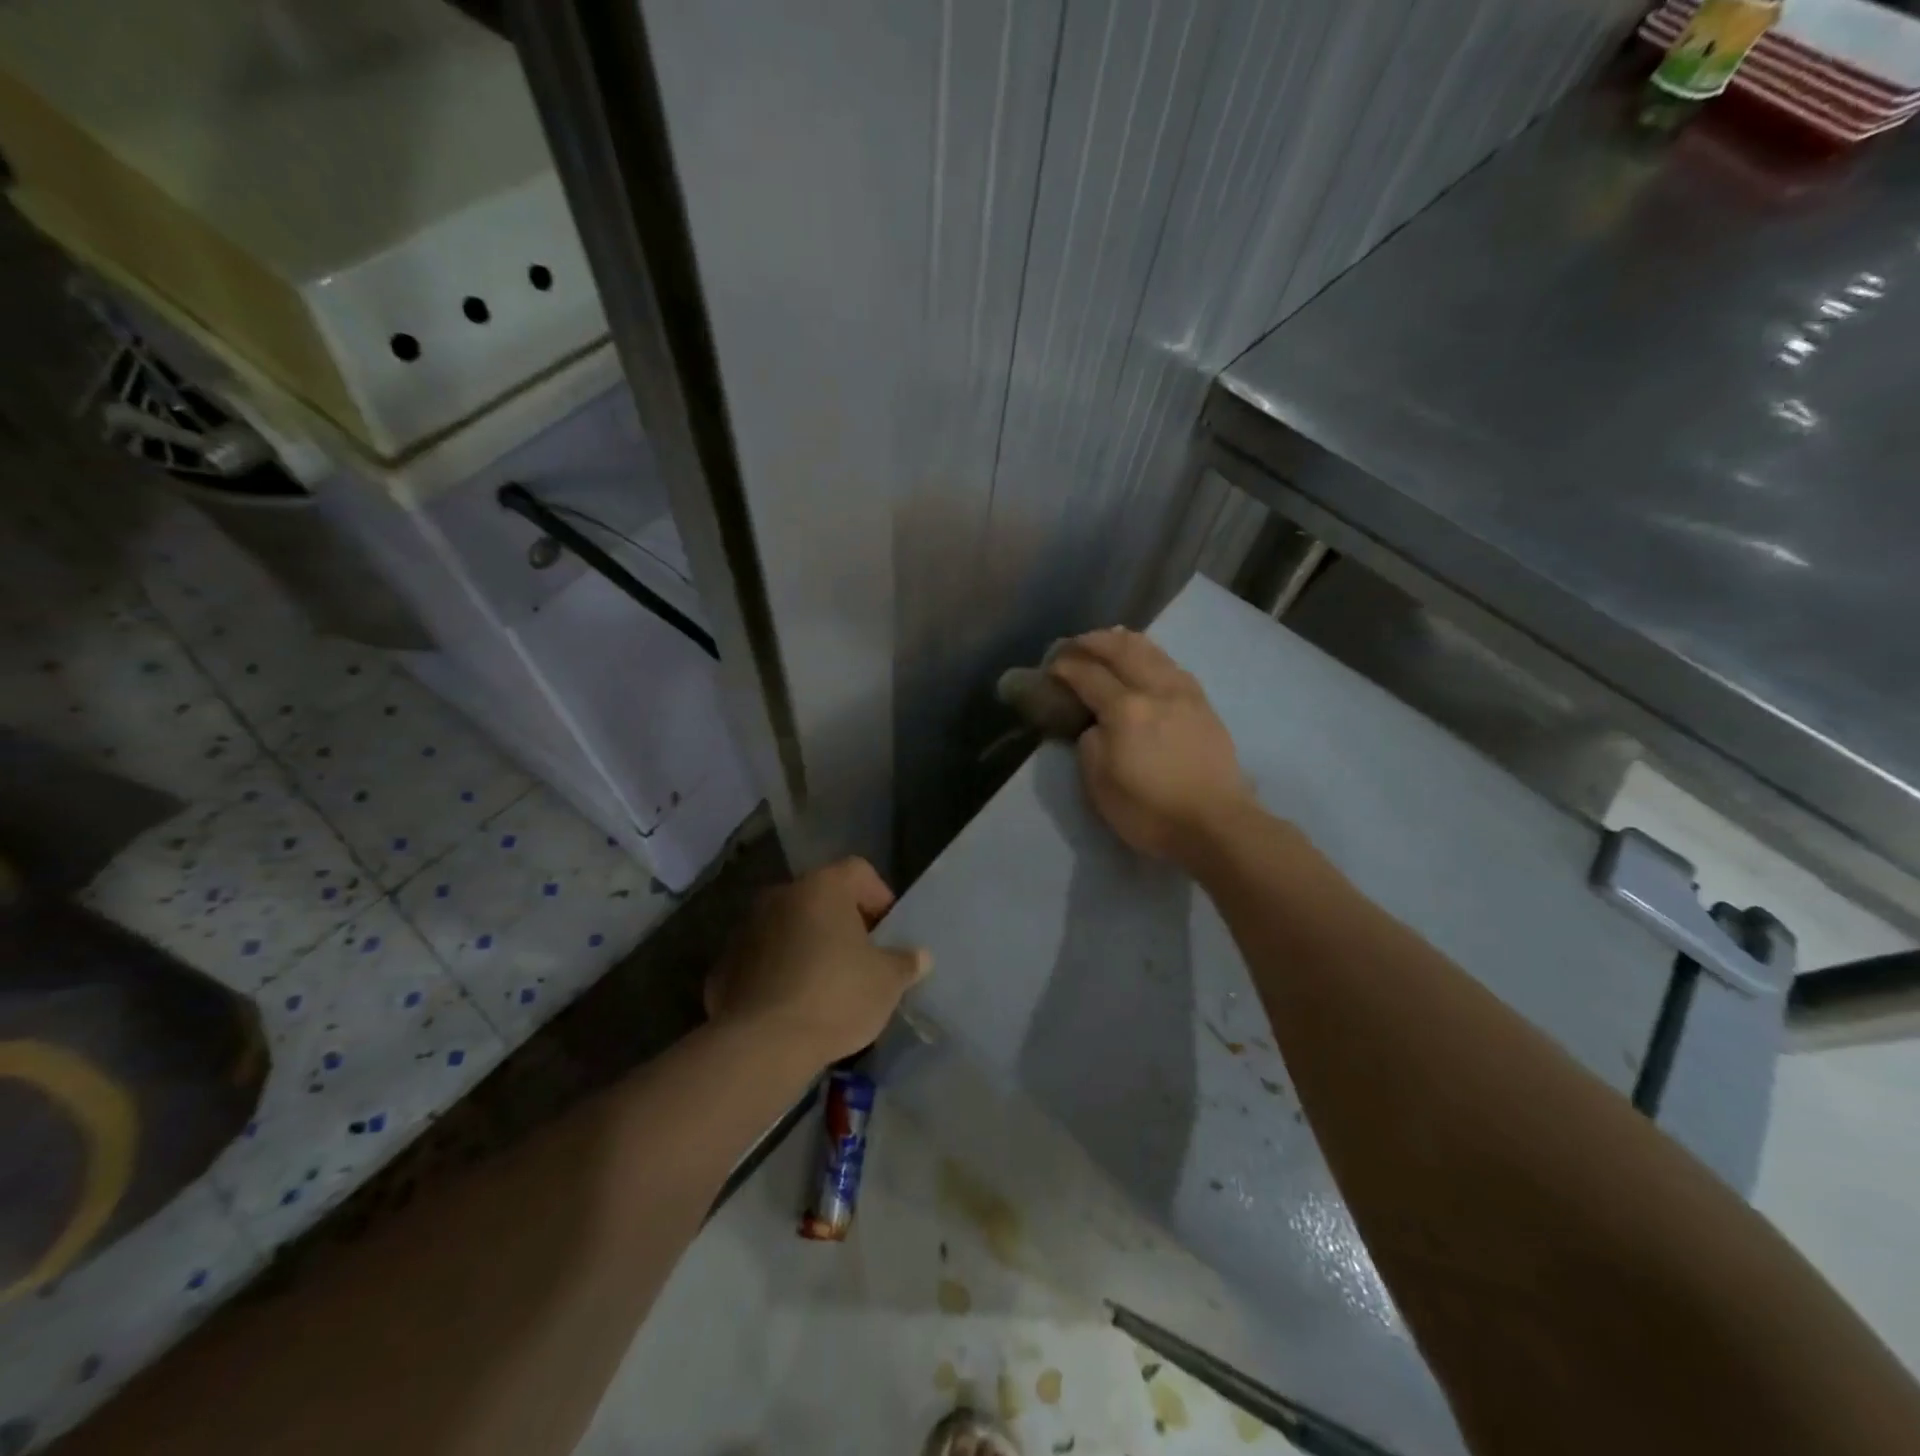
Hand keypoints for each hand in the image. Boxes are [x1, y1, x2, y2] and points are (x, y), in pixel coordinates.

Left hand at [705, 858, 929, 1069]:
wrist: (761, 1045)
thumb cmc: (835, 997)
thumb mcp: (887, 982)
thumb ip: (906, 962)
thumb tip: (920, 956)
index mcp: (822, 887)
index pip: (858, 871)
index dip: (879, 898)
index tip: (888, 935)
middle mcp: (781, 895)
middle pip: (821, 899)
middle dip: (842, 925)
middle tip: (861, 961)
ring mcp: (746, 928)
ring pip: (789, 928)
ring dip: (807, 947)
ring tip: (825, 988)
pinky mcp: (724, 965)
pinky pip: (762, 960)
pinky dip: (778, 973)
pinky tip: (791, 1007)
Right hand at [1048, 627, 1254, 867]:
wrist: (1216, 825)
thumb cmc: (1150, 811)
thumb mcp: (1100, 785)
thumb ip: (1090, 745)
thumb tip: (1096, 726)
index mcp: (1126, 710)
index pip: (1088, 675)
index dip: (1066, 667)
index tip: (1051, 666)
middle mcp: (1156, 690)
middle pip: (1122, 650)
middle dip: (1094, 642)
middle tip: (1075, 644)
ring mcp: (1185, 694)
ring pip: (1152, 651)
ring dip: (1125, 641)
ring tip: (1109, 640)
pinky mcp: (1204, 705)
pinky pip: (1173, 665)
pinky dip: (1152, 654)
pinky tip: (1147, 659)